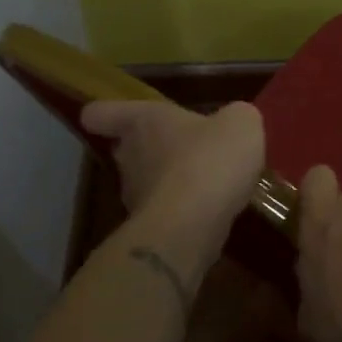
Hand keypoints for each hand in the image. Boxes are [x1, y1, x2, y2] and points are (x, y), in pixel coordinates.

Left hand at [81, 100, 264, 230]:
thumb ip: (235, 117)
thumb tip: (232, 123)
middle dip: (151, 147)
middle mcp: (130, 156)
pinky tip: (213, 208)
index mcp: (143, 121)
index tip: (108, 116)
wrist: (193, 225)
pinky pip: (167, 210)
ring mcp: (136, 196)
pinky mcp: (150, 228)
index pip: (102, 113)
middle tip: (183, 147)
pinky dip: (185, 209)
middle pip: (125, 147)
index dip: (105, 113)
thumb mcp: (240, 123)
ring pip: (147, 181)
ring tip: (207, 182)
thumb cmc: (210, 158)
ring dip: (170, 180)